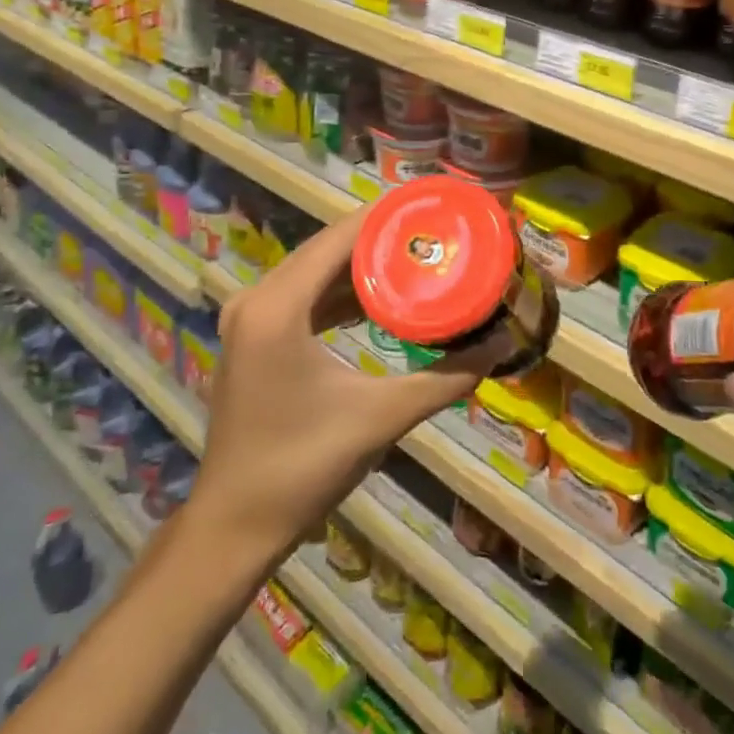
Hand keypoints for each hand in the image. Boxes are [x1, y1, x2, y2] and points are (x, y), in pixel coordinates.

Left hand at [186, 205, 505, 565]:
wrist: (234, 525)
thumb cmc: (303, 467)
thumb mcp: (381, 417)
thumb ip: (446, 378)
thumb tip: (499, 345)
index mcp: (279, 306)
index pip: (341, 237)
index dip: (389, 217)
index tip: (435, 208)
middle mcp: (257, 298)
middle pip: (328, 247)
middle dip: (382, 238)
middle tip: (436, 232)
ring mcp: (250, 317)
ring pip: (316, 270)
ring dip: (363, 264)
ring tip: (418, 256)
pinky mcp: (254, 336)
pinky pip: (304, 295)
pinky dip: (342, 291)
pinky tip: (382, 296)